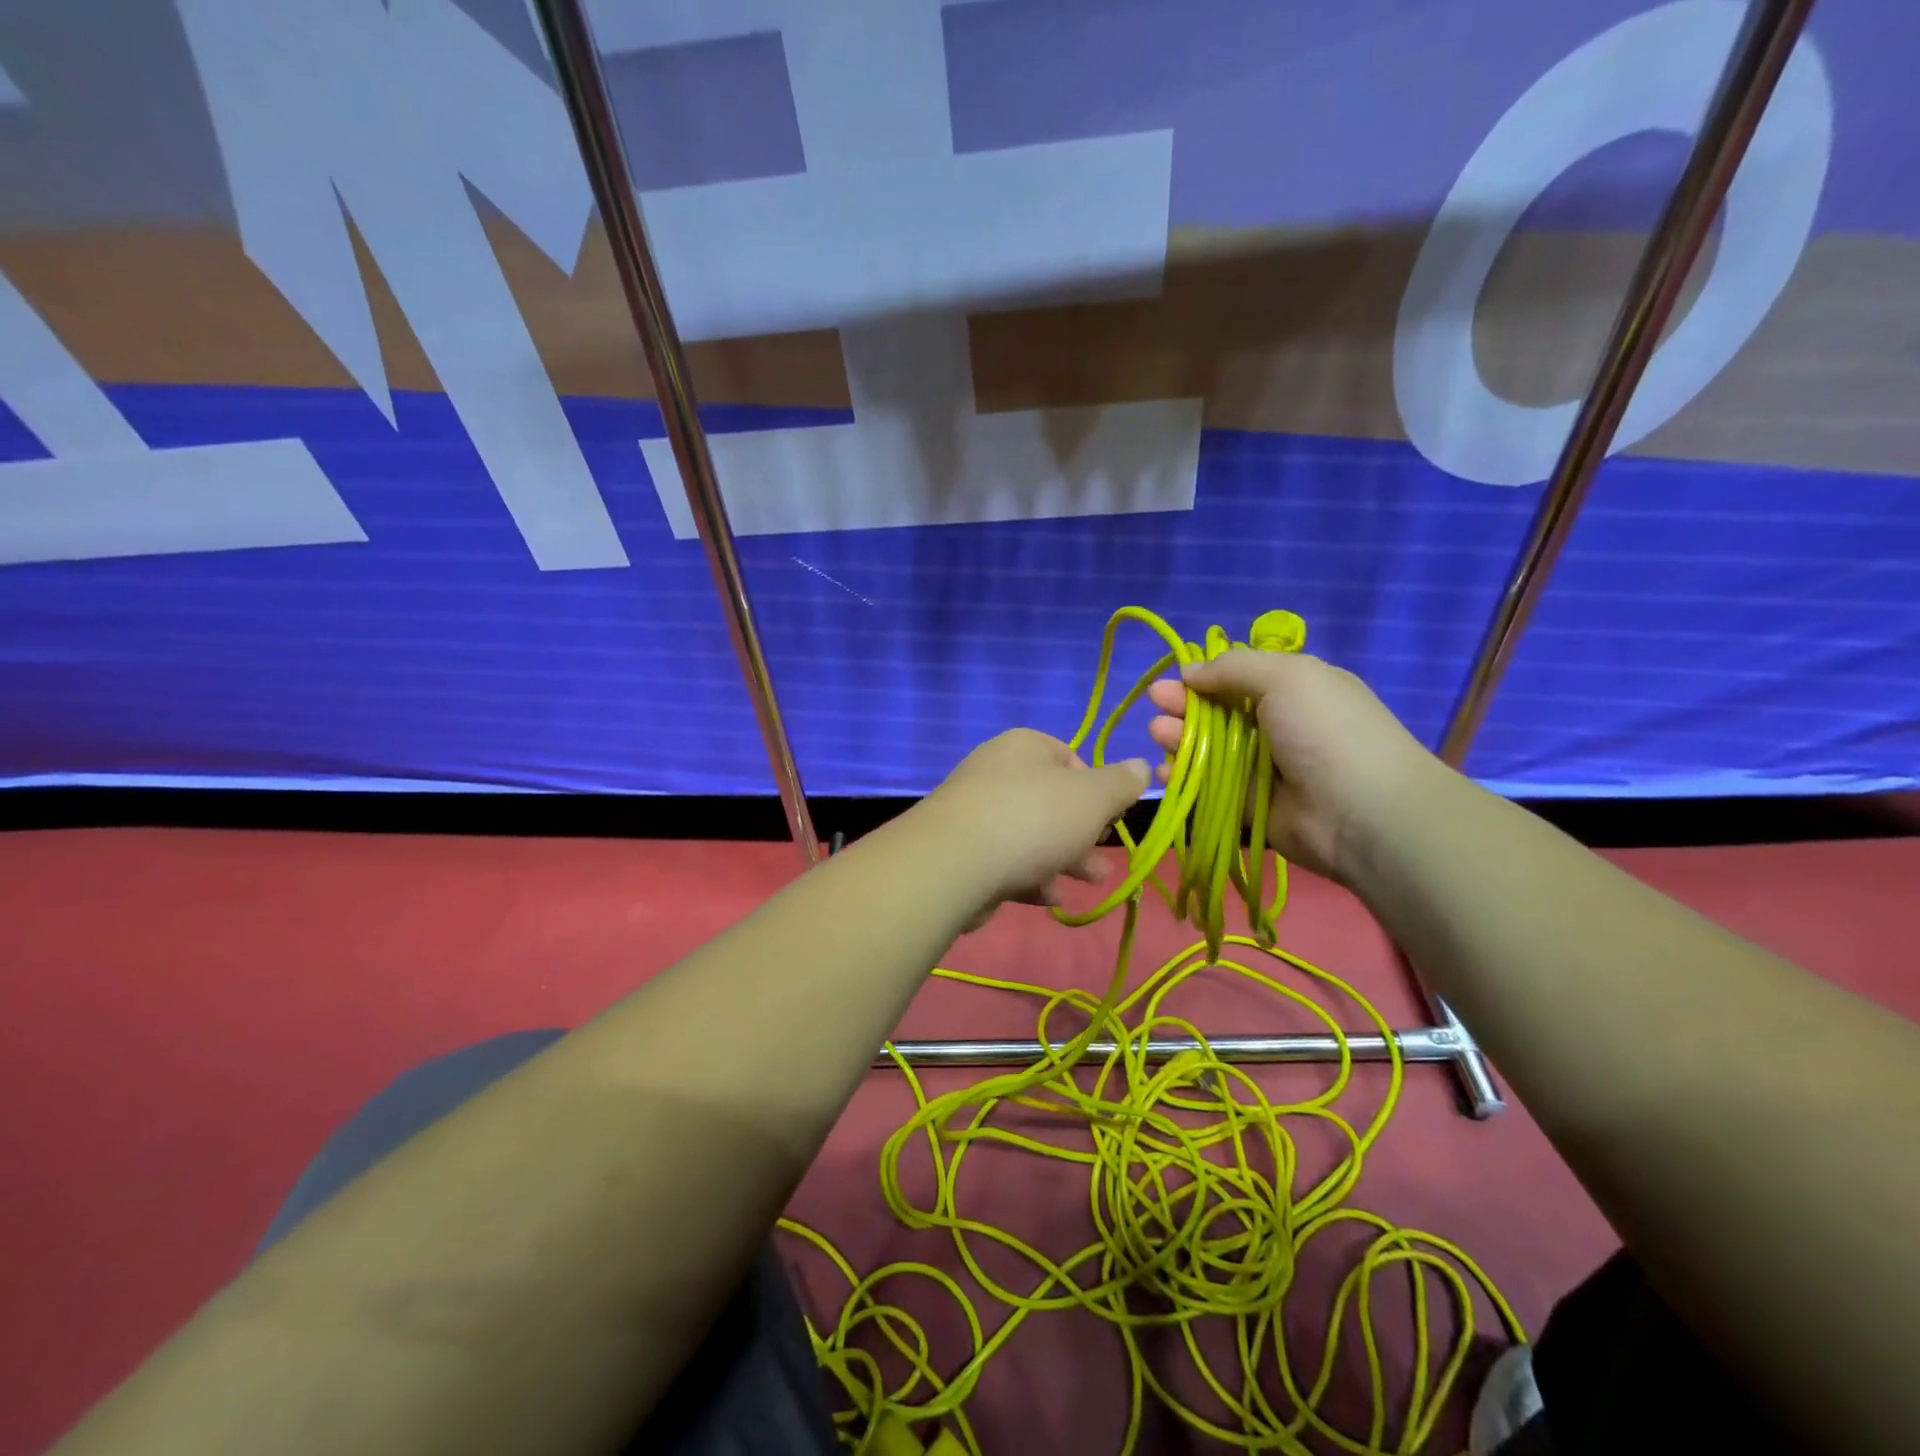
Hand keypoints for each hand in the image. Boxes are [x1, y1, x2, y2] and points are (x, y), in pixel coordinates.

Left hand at [918, 728, 1148, 923]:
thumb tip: (1142, 766)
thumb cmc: (1034, 818)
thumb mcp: (1093, 797)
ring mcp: (976, 811)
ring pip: (1031, 834)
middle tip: (1105, 860)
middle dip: (1084, 833)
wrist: (955, 862)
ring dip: (1064, 859)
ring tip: (1090, 882)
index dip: (1098, 790)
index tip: (1113, 819)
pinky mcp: (962, 850)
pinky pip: (1006, 860)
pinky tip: (1049, 898)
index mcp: (1025, 746)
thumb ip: (1121, 783)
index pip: (1071, 759)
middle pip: (1052, 801)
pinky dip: (1031, 876)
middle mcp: (997, 771)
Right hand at [1146, 650, 1442, 884]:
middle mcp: (1276, 728)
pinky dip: (1185, 780)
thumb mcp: (1287, 676)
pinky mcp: (1249, 808)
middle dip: (1183, 707)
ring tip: (1158, 735)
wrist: (1362, 812)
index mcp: (1293, 691)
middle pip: (1217, 714)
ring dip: (1178, 740)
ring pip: (1208, 751)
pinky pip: (1208, 790)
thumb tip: (1190, 672)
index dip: (1203, 677)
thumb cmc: (1326, 731)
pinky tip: (1165, 772)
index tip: (1173, 679)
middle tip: (1155, 705)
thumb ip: (1234, 667)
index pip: (1238, 679)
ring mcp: (1262, 770)